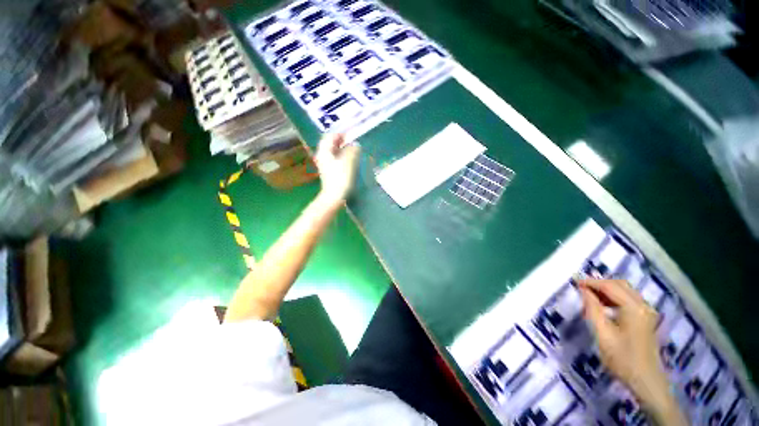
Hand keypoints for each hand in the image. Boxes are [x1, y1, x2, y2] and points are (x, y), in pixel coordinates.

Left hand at [314, 133, 359, 204]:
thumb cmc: (341, 177)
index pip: (330, 136)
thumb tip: (356, 144)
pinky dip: (341, 157)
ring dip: (342, 149)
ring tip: (352, 150)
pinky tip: (348, 160)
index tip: (351, 136)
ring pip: (332, 152)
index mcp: (325, 151)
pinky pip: (334, 159)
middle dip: (341, 141)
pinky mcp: (328, 171)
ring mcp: (324, 164)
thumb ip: (353, 150)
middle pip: (330, 144)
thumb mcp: (349, 161)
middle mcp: (322, 155)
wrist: (334, 196)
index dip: (341, 134)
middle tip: (352, 142)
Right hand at [579, 279, 686, 424]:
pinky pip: (628, 300)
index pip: (610, 287)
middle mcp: (643, 306)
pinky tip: (602, 305)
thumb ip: (593, 309)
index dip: (591, 282)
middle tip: (580, 288)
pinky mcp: (645, 319)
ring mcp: (646, 312)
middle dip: (599, 284)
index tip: (574, 282)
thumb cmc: (623, 359)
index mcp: (634, 308)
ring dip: (606, 290)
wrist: (646, 381)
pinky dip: (613, 298)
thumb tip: (583, 290)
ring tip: (588, 296)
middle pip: (620, 285)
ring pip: (624, 291)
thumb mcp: (603, 334)